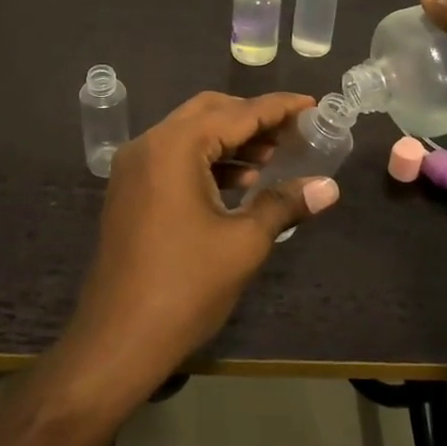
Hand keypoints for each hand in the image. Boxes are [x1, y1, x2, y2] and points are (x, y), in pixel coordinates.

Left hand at [58, 91, 341, 402]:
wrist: (117, 341)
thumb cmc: (185, 287)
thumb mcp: (243, 243)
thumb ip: (284, 204)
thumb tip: (328, 188)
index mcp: (174, 147)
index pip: (237, 113)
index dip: (278, 108)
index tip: (311, 104)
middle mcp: (148, 145)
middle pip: (208, 113)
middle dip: (252, 119)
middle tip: (292, 133)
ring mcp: (133, 169)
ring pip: (189, 135)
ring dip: (230, 141)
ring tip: (273, 159)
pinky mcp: (129, 192)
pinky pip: (174, 159)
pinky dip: (207, 162)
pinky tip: (239, 184)